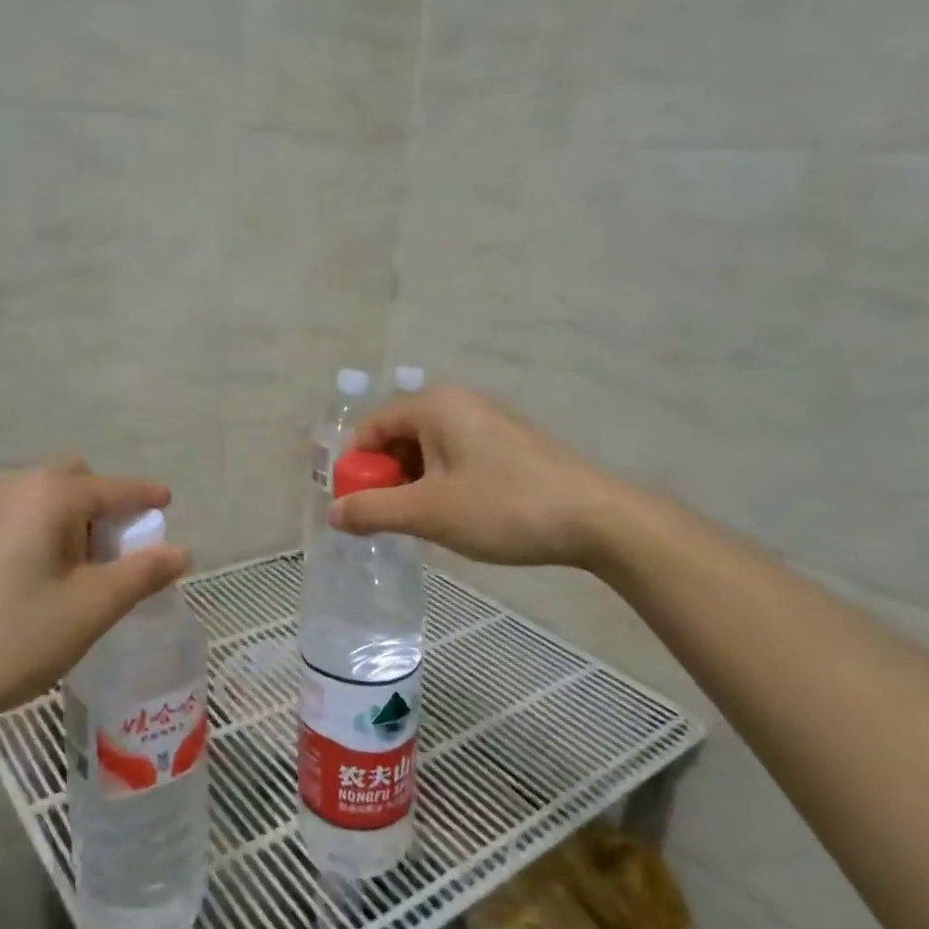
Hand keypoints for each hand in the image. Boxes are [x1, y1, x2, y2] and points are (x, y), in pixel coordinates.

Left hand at [0, 458, 189, 743]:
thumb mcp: (92, 608)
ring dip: (74, 517)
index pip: (114, 489)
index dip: (146, 496)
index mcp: (51, 495)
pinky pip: (20, 513)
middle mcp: (16, 486)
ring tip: (82, 569)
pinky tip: (42, 574)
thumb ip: (142, 574)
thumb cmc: (16, 637)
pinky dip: (44, 528)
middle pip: (75, 478)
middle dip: (105, 504)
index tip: (167, 504)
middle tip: (117, 549)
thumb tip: (181, 552)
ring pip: (45, 496)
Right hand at [330, 386, 638, 568]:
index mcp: (434, 405)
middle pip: (398, 436)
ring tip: (421, 525)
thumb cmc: (502, 507)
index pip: (371, 426)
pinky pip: (456, 457)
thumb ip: (373, 510)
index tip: (354, 507)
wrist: (596, 518)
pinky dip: (442, 484)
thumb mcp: (428, 512)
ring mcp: (488, 421)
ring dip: (413, 485)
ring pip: (428, 450)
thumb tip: (333, 513)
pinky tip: (455, 517)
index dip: (354, 467)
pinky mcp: (509, 444)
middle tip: (388, 520)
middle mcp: (459, 403)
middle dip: (385, 478)